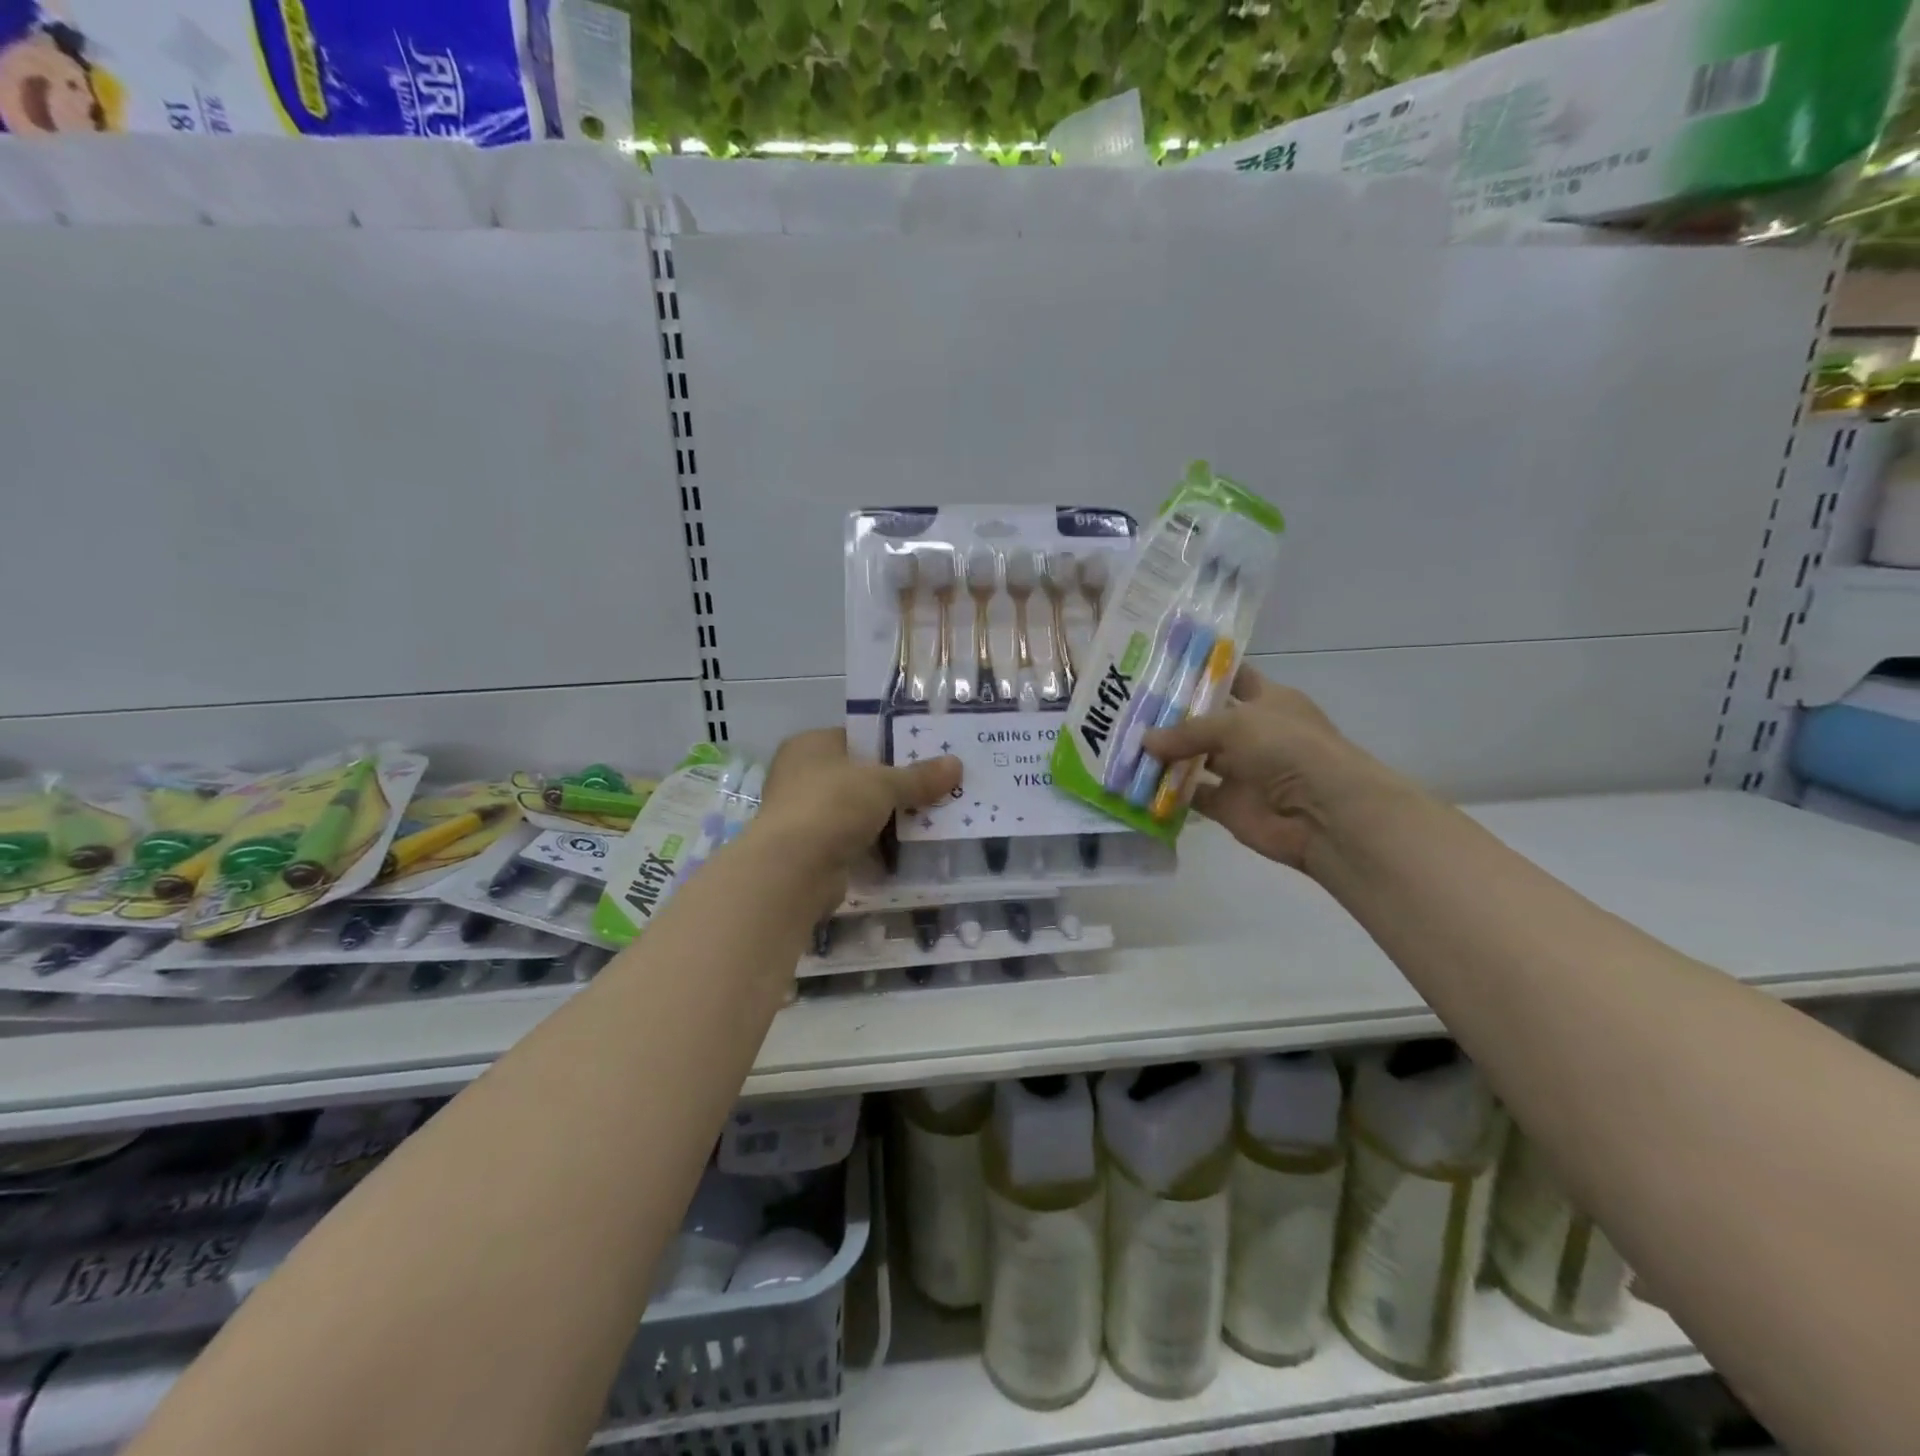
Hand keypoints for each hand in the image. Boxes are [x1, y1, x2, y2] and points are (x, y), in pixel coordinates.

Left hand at [751, 728, 960, 892]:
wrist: (793, 870)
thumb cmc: (832, 806)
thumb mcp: (883, 784)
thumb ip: (919, 776)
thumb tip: (957, 765)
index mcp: (811, 745)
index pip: (857, 737)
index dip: (891, 744)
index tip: (927, 754)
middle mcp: (802, 775)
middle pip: (860, 776)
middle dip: (896, 785)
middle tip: (937, 786)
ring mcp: (806, 815)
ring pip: (859, 811)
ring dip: (889, 818)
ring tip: (934, 817)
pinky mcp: (813, 850)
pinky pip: (855, 841)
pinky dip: (878, 846)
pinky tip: (911, 848)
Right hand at [1141, 667, 1391, 872]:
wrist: (1322, 812)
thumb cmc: (1286, 748)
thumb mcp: (1235, 724)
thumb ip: (1187, 731)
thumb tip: (1145, 741)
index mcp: (1267, 700)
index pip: (1230, 677)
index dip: (1200, 671)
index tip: (1159, 665)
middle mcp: (1253, 732)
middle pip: (1205, 719)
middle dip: (1170, 715)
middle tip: (1127, 707)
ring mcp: (1241, 771)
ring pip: (1195, 758)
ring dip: (1165, 755)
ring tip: (1122, 743)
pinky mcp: (1229, 805)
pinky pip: (1192, 795)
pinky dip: (1168, 792)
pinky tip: (1136, 781)